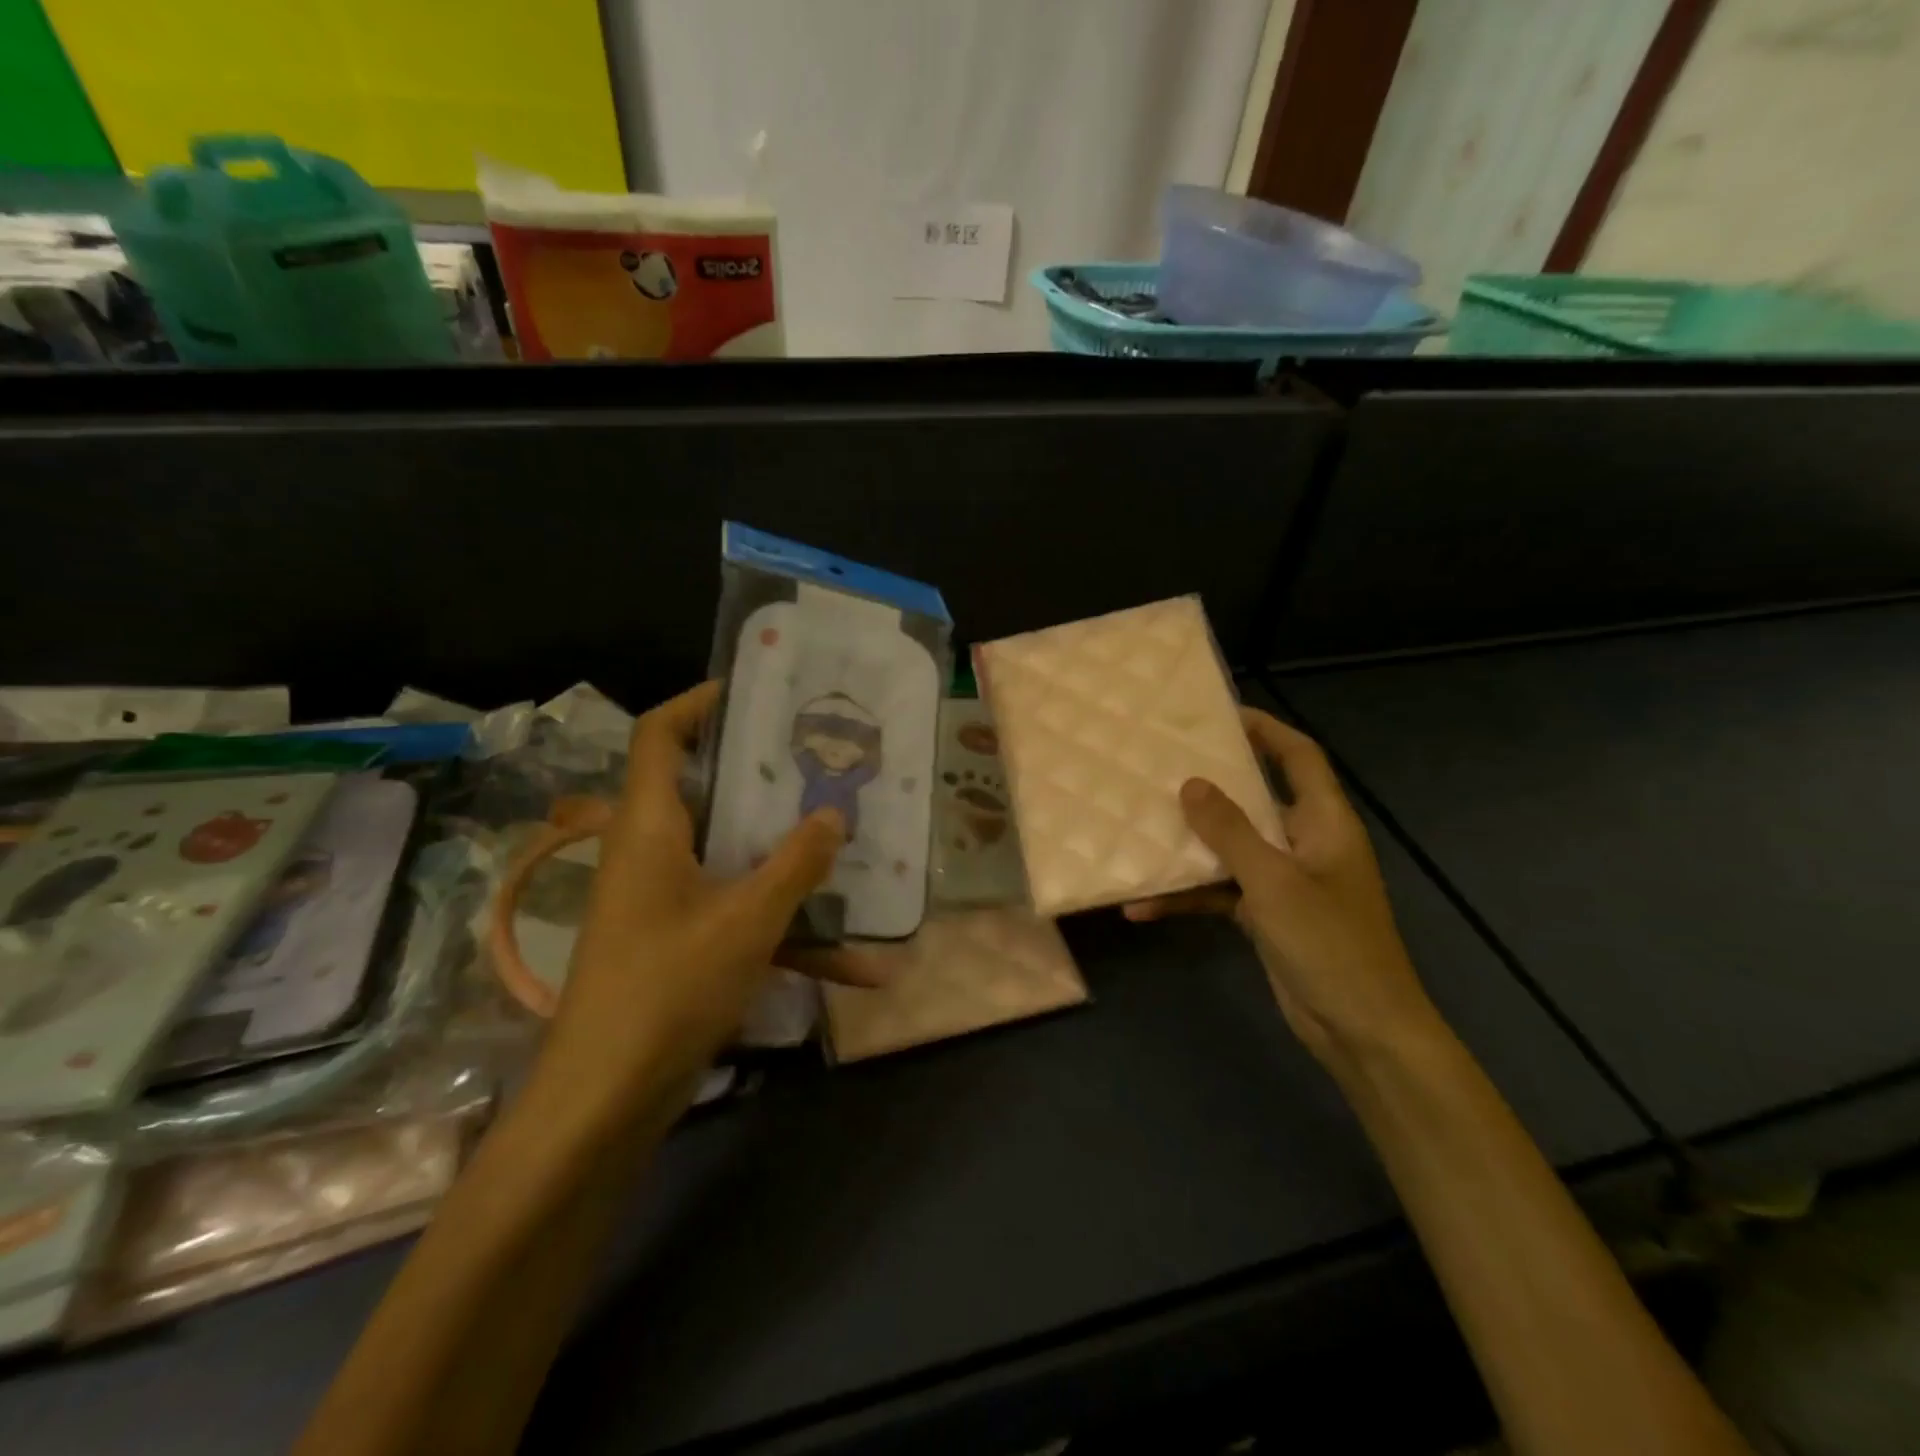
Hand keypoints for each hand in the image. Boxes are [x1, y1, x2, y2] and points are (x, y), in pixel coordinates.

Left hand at [545, 682, 883, 1104]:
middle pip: (704, 790)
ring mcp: (665, 901)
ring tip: (850, 845)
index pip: (657, 736)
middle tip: (819, 760)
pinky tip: (855, 966)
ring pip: (733, 859)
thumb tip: (833, 813)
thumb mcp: (747, 920)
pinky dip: (789, 934)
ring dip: (789, 863)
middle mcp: (652, 853)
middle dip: (763, 776)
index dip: (696, 703)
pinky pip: (740, 918)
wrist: (605, 1101)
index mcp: (650, 828)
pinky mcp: (679, 943)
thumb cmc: (668, 988)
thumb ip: (795, 863)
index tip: (753, 692)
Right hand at [1126, 709, 1439, 1066]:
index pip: (1299, 758)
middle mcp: (1305, 843)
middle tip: (1161, 767)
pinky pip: (1220, 892)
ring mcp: (1285, 881)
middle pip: (1256, 799)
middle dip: (1211, 785)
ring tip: (1139, 831)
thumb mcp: (1274, 882)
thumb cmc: (1328, 943)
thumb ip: (1231, 832)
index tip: (1219, 715)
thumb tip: (1191, 784)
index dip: (1266, 730)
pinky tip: (1143, 908)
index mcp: (1324, 823)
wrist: (1360, 1030)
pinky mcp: (1267, 915)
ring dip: (1189, 847)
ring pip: (1231, 848)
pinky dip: (1188, 896)